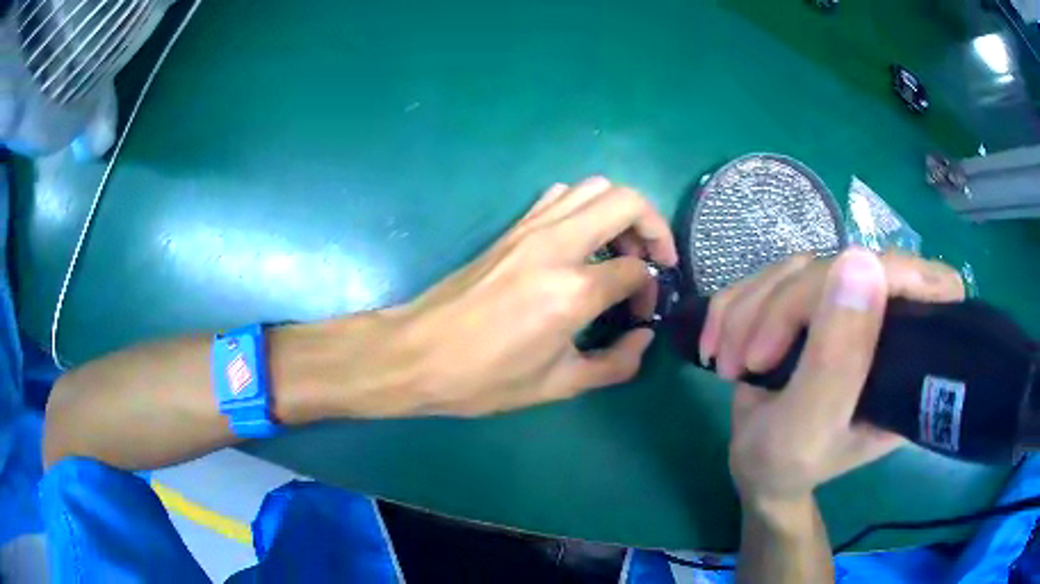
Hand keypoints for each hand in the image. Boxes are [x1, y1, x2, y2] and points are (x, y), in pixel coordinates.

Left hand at [389, 177, 677, 416]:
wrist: (417, 354)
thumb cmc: (485, 378)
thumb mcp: (558, 385)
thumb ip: (615, 364)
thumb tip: (643, 337)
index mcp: (573, 290)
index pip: (636, 270)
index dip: (650, 291)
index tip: (639, 315)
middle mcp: (557, 245)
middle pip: (626, 201)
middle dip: (653, 227)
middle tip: (653, 261)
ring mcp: (530, 229)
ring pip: (593, 187)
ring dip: (619, 211)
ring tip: (619, 249)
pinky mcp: (511, 228)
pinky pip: (559, 196)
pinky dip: (584, 206)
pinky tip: (581, 242)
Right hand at [701, 249, 964, 504]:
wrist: (754, 466)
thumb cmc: (786, 464)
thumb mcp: (809, 428)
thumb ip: (837, 359)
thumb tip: (862, 262)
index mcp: (910, 363)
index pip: (936, 289)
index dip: (904, 277)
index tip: (846, 301)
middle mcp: (887, 325)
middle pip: (851, 265)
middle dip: (785, 307)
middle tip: (749, 361)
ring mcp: (847, 307)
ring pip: (801, 266)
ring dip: (750, 311)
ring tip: (730, 364)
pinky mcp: (812, 300)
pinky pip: (770, 274)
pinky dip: (734, 307)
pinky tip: (719, 346)